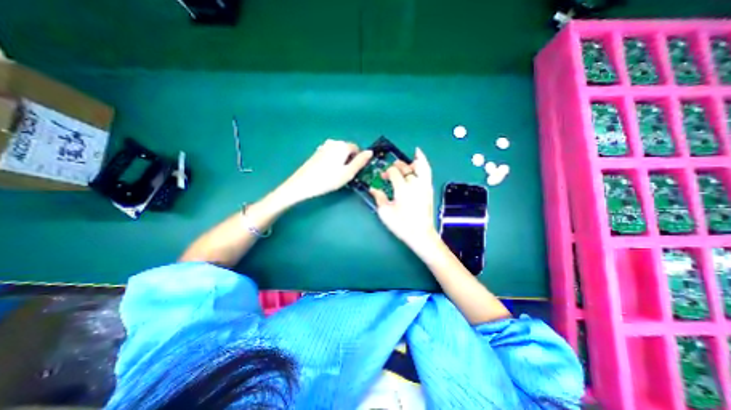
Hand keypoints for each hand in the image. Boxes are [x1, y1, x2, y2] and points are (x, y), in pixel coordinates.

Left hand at [279, 140, 373, 203]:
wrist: (303, 184)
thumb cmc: (328, 179)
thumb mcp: (348, 173)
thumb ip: (360, 162)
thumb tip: (370, 152)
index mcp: (342, 146)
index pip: (357, 149)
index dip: (358, 160)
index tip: (354, 171)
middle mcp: (333, 142)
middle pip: (347, 149)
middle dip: (349, 160)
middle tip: (345, 174)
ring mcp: (323, 146)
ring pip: (338, 152)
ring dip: (341, 161)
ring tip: (336, 174)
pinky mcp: (317, 152)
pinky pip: (330, 154)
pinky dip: (332, 161)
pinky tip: (327, 172)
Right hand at [368, 147, 436, 249]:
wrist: (420, 234)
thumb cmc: (401, 224)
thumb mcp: (385, 212)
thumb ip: (379, 198)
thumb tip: (372, 189)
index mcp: (402, 188)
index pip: (394, 172)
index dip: (386, 172)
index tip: (382, 177)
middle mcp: (414, 183)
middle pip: (405, 167)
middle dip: (396, 166)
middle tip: (391, 170)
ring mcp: (424, 185)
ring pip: (420, 166)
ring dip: (412, 162)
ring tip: (408, 159)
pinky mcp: (429, 189)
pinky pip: (428, 171)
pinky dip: (424, 162)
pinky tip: (420, 159)